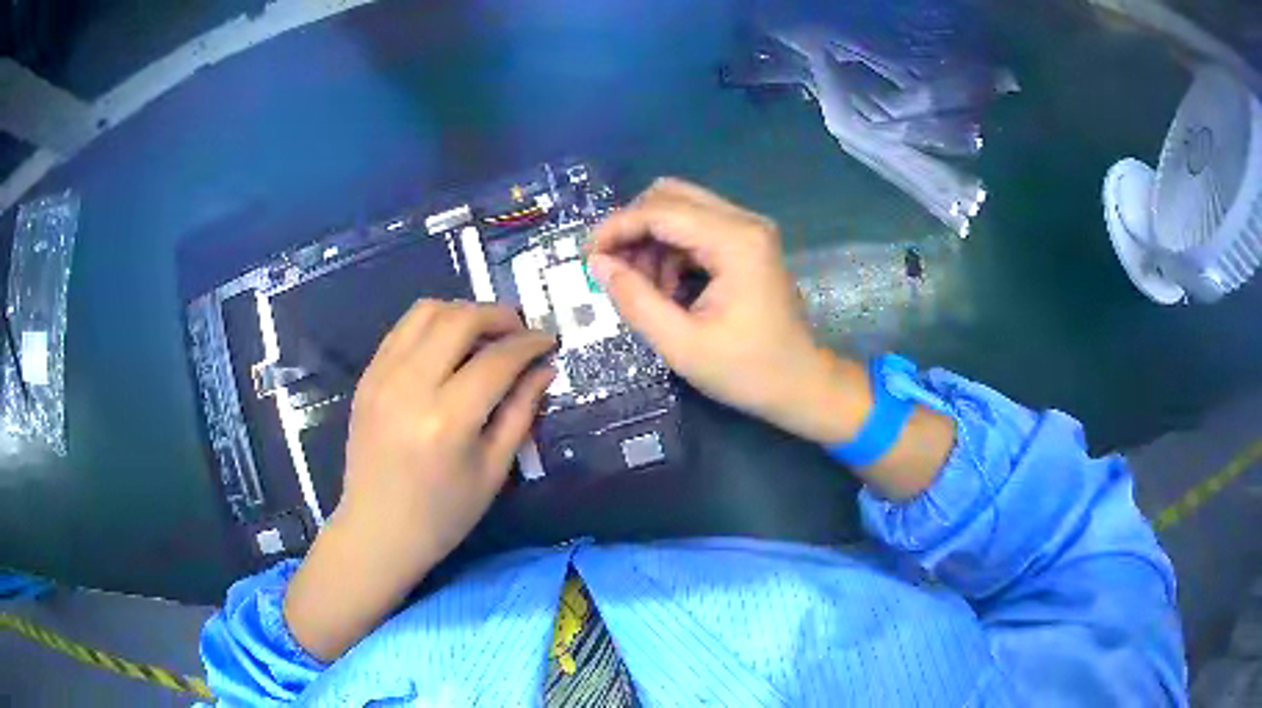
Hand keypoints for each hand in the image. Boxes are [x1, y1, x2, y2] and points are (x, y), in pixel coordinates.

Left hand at [285, 300, 554, 660]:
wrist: (377, 531)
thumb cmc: (442, 515)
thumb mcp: (493, 471)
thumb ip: (520, 412)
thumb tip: (544, 369)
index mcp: (447, 420)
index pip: (497, 359)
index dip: (529, 344)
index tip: (548, 341)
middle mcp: (410, 386)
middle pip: (459, 319)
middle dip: (498, 315)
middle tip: (519, 331)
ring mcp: (381, 377)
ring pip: (426, 311)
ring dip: (463, 312)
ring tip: (484, 333)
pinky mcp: (367, 377)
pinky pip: (402, 329)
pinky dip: (432, 324)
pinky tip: (448, 345)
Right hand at [588, 178, 867, 443]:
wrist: (800, 384)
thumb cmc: (746, 371)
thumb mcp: (681, 345)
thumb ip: (634, 300)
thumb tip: (597, 264)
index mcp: (734, 241)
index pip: (660, 210)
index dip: (616, 228)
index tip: (587, 258)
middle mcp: (744, 222)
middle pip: (669, 196)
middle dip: (632, 229)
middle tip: (613, 271)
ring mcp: (748, 230)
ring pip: (679, 209)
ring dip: (650, 242)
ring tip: (644, 290)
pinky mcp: (746, 242)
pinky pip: (694, 228)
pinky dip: (670, 251)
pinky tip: (666, 289)